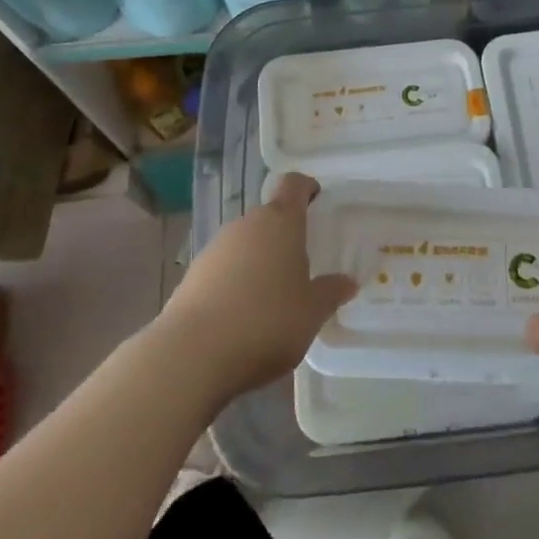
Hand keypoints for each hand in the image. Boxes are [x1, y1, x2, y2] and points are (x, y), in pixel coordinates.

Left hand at [151, 173, 356, 406]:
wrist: (191, 354)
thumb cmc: (266, 322)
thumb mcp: (311, 313)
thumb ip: (331, 293)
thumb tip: (348, 281)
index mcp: (280, 222)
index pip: (294, 184)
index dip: (307, 188)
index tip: (318, 201)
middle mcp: (246, 225)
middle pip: (269, 216)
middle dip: (285, 235)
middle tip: (302, 264)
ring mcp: (215, 248)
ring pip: (245, 243)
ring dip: (259, 260)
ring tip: (273, 297)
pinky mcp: (192, 275)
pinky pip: (223, 268)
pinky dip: (236, 282)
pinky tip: (242, 316)